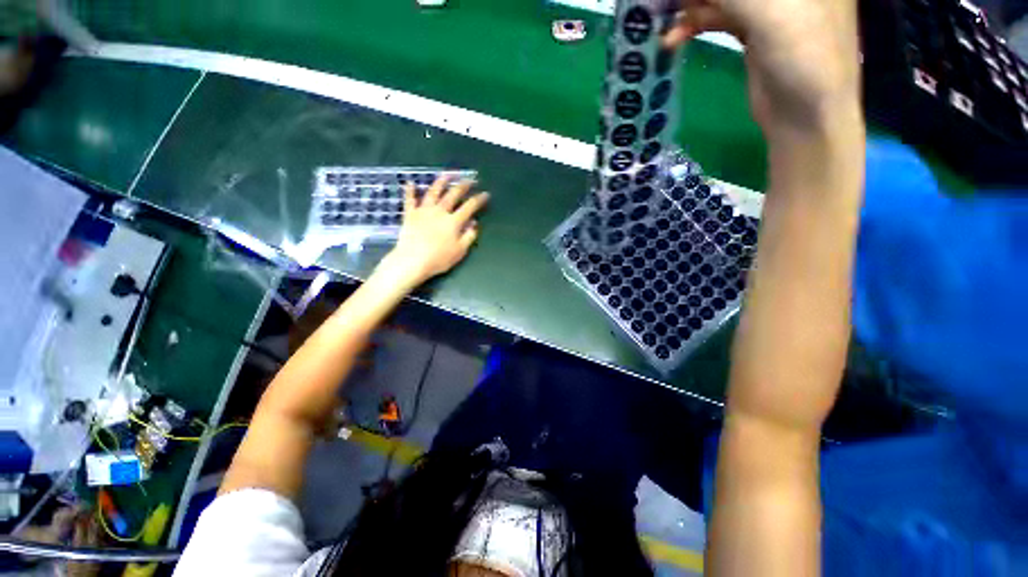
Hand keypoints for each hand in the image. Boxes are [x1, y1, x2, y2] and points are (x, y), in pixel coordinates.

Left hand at [378, 175, 488, 288]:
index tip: (485, 194)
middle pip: (453, 194)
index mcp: (454, 221)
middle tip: (470, 180)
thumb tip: (474, 223)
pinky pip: (409, 200)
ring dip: (441, 182)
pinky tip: (410, 183)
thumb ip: (469, 236)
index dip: (479, 199)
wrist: (412, 261)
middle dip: (463, 186)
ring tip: (447, 175)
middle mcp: (440, 211)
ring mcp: (424, 211)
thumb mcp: (460, 251)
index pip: (470, 206)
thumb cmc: (439, 259)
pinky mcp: (410, 214)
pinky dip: (410, 191)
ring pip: (433, 192)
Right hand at [664, 0, 860, 139]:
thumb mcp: (768, 12)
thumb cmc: (803, 58)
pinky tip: (672, 38)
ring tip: (661, 18)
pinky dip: (693, 24)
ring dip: (690, 6)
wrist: (804, 116)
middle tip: (663, 4)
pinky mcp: (752, 26)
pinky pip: (717, 15)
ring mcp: (769, 1)